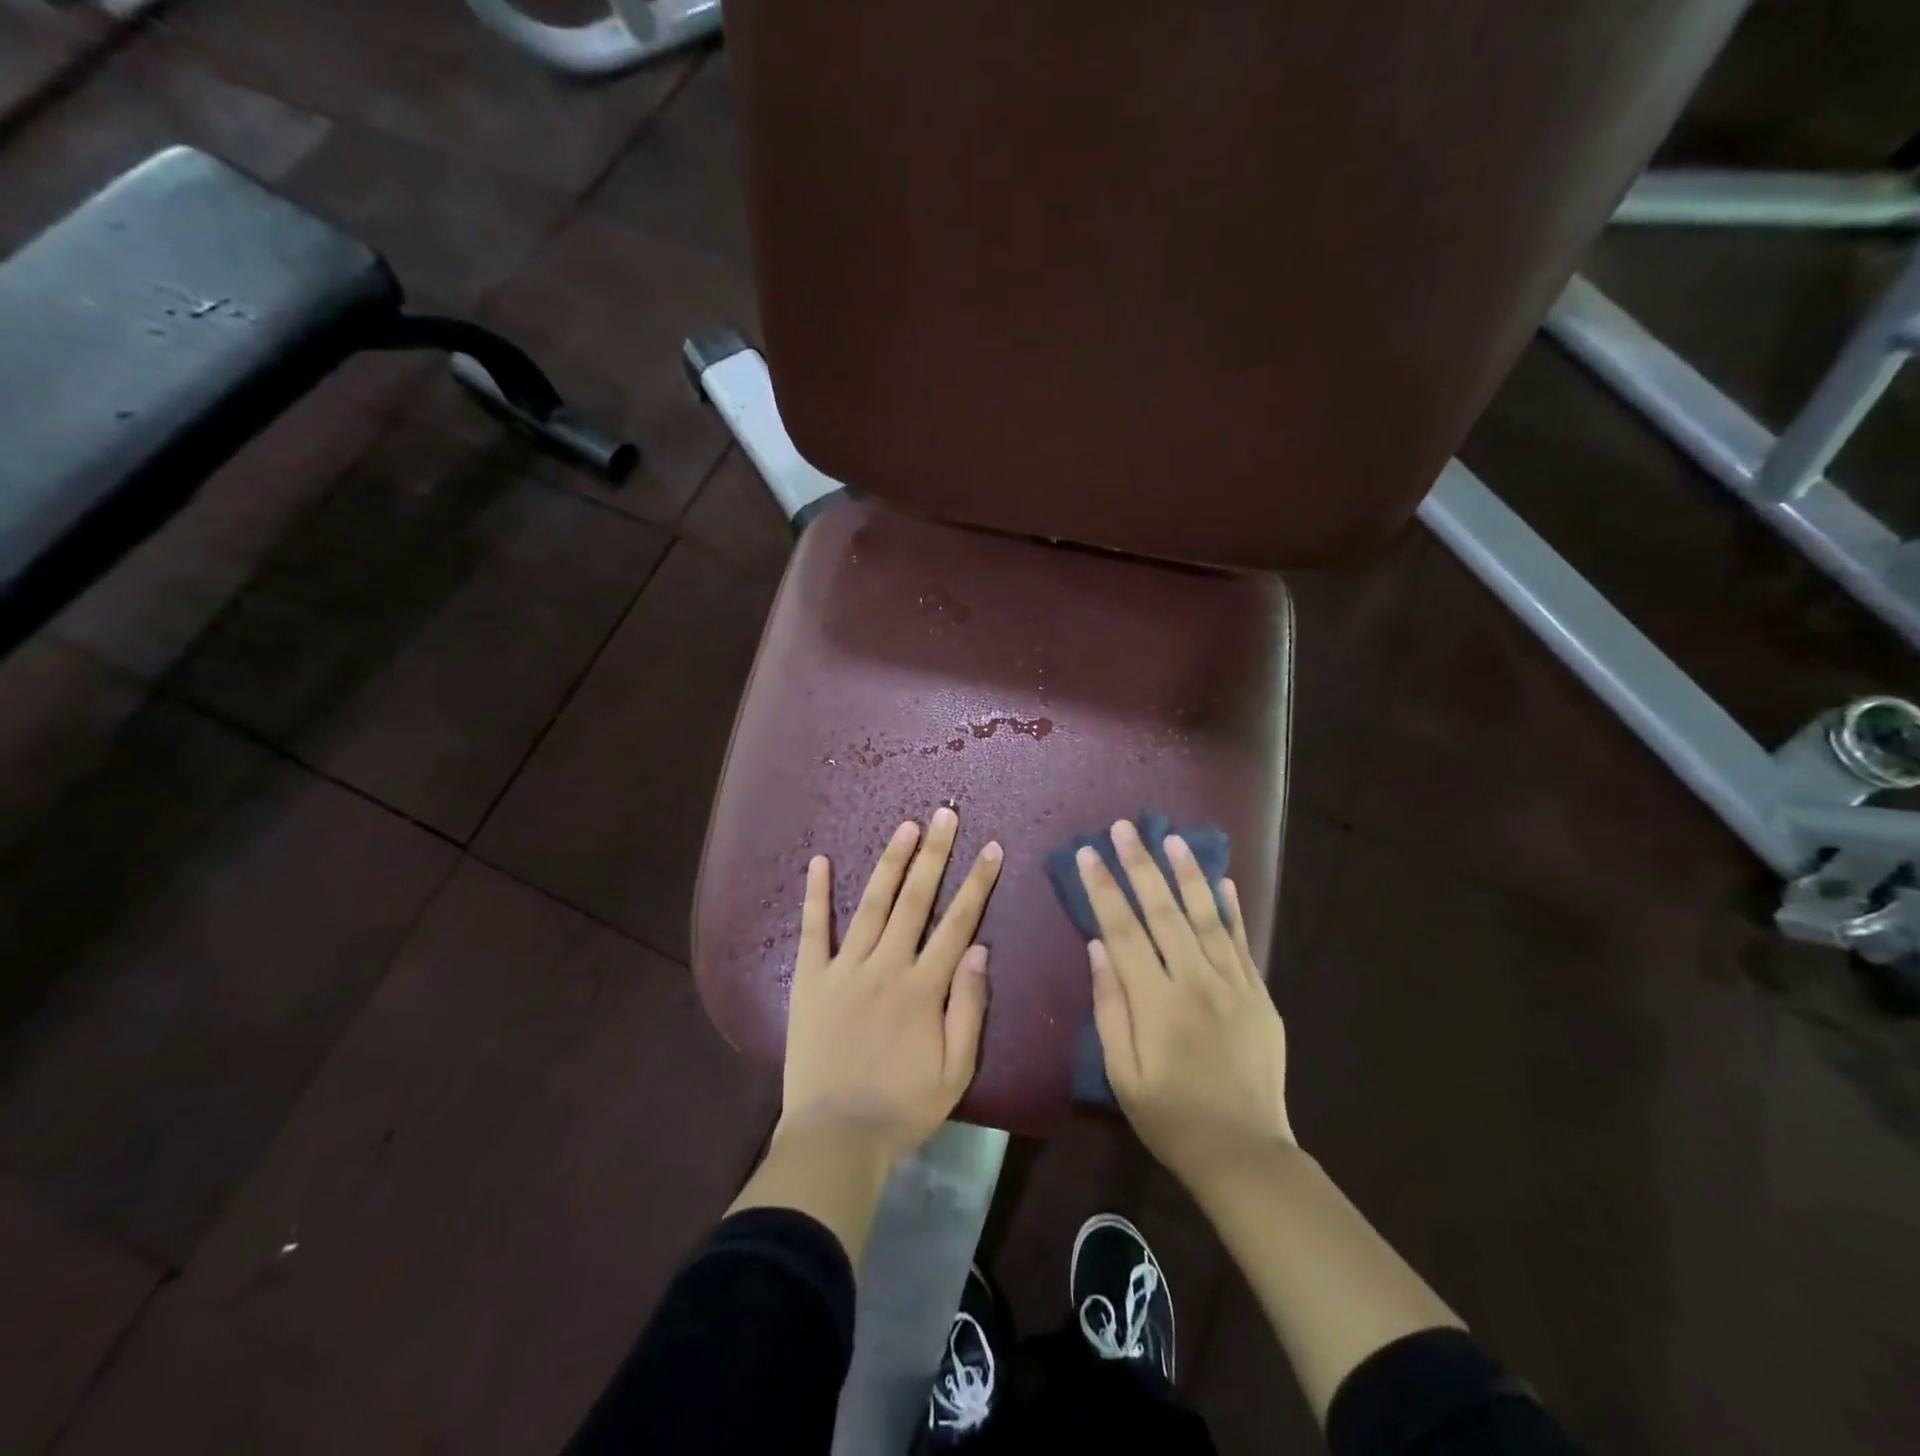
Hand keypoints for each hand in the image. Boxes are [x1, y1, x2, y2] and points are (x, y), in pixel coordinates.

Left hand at [780, 807, 1002, 1166]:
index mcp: (924, 988)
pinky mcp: (811, 979)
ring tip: (906, 826)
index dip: (977, 883)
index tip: (990, 849)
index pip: (958, 923)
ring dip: (891, 862)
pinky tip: (820, 861)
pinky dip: (817, 894)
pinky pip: (813, 930)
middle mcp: (887, 966)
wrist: (836, 1138)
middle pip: (916, 900)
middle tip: (945, 815)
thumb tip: (980, 949)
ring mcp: (845, 969)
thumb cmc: (903, 1108)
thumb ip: (969, 1007)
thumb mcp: (956, 1071)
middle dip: (934, 854)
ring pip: (873, 904)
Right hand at [1079, 819, 1294, 1196]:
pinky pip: (1242, 941)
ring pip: (1206, 916)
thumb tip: (1097, 948)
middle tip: (1124, 827)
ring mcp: (1233, 984)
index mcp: (1156, 1002)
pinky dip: (1231, 908)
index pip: (1123, 930)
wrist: (1245, 1153)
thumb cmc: (1170, 1117)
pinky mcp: (1258, 994)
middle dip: (1140, 865)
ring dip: (1187, 874)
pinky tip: (1222, 881)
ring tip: (1171, 838)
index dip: (1103, 888)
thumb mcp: (1122, 1074)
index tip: (1088, 853)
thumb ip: (1110, 1007)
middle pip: (1163, 911)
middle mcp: (1195, 981)